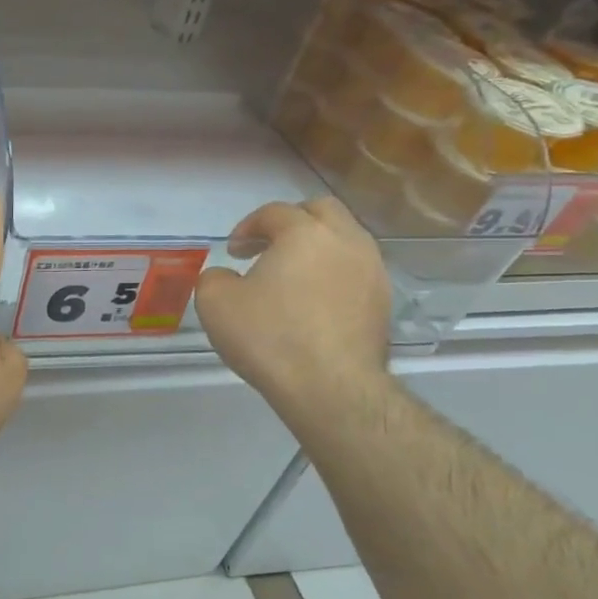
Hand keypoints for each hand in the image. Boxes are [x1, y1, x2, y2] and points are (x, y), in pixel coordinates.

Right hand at [193, 198, 390, 420]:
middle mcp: (346, 240)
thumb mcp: (215, 303)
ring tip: (292, 277)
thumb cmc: (269, 337)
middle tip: (267, 247)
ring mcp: (372, 270)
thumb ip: (214, 277)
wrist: (331, 387)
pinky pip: (356, 271)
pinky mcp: (383, 301)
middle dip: (291, 222)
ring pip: (345, 240)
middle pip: (322, 211)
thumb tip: (227, 276)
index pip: (274, 212)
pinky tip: (313, 303)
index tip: (233, 251)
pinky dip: (333, 274)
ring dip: (317, 248)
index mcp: (304, 232)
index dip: (248, 226)